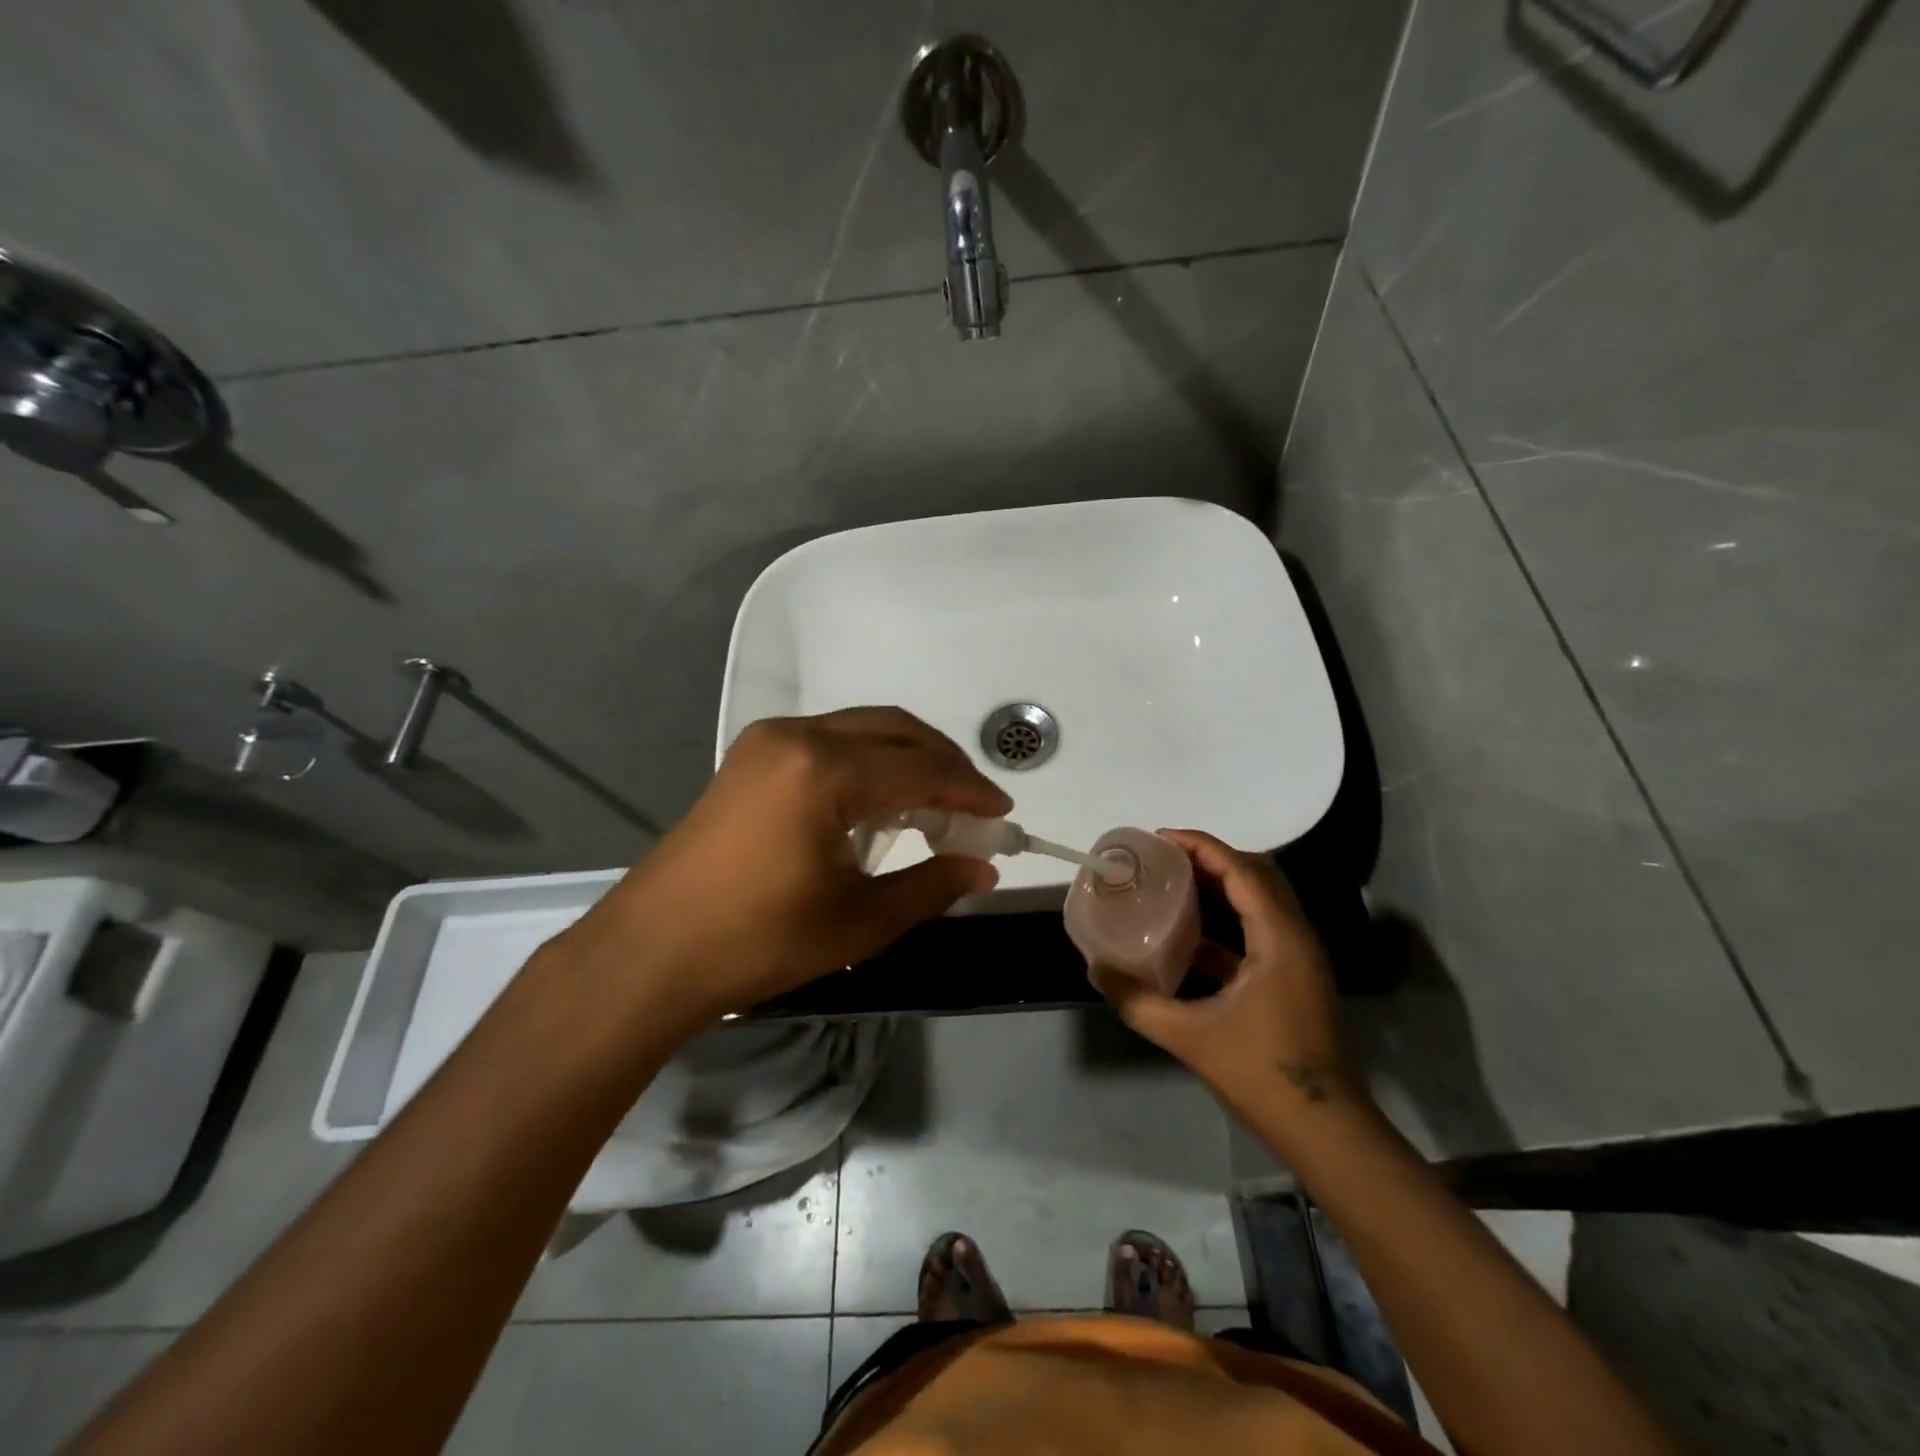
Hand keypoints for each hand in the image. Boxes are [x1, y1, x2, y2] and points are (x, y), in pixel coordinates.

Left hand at [560, 708, 1010, 1023]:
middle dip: (943, 762)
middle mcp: (798, 737)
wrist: (654, 950)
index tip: (1002, 812)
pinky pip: (830, 738)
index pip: (919, 769)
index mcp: (824, 773)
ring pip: (861, 727)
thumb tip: (984, 866)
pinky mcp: (752, 754)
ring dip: (906, 756)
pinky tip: (880, 798)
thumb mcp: (858, 920)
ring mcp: (768, 740)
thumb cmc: (759, 941)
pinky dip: (868, 758)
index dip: (968, 789)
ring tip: (935, 801)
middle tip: (974, 803)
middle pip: (894, 730)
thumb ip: (930, 886)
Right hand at [1091, 830, 1365, 1134]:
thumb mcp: (1190, 1037)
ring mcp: (1300, 958)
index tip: (1160, 838)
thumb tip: (1094, 968)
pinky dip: (1228, 920)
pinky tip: (1191, 938)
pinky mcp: (1295, 978)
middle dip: (1211, 858)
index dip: (1201, 845)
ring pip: (1262, 900)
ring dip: (1221, 886)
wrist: (1327, 1132)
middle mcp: (1296, 936)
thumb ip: (1137, 1000)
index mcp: (1279, 938)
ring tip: (1174, 885)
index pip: (1241, 869)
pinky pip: (1261, 929)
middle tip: (1165, 859)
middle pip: (1257, 874)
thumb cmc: (1263, 1075)